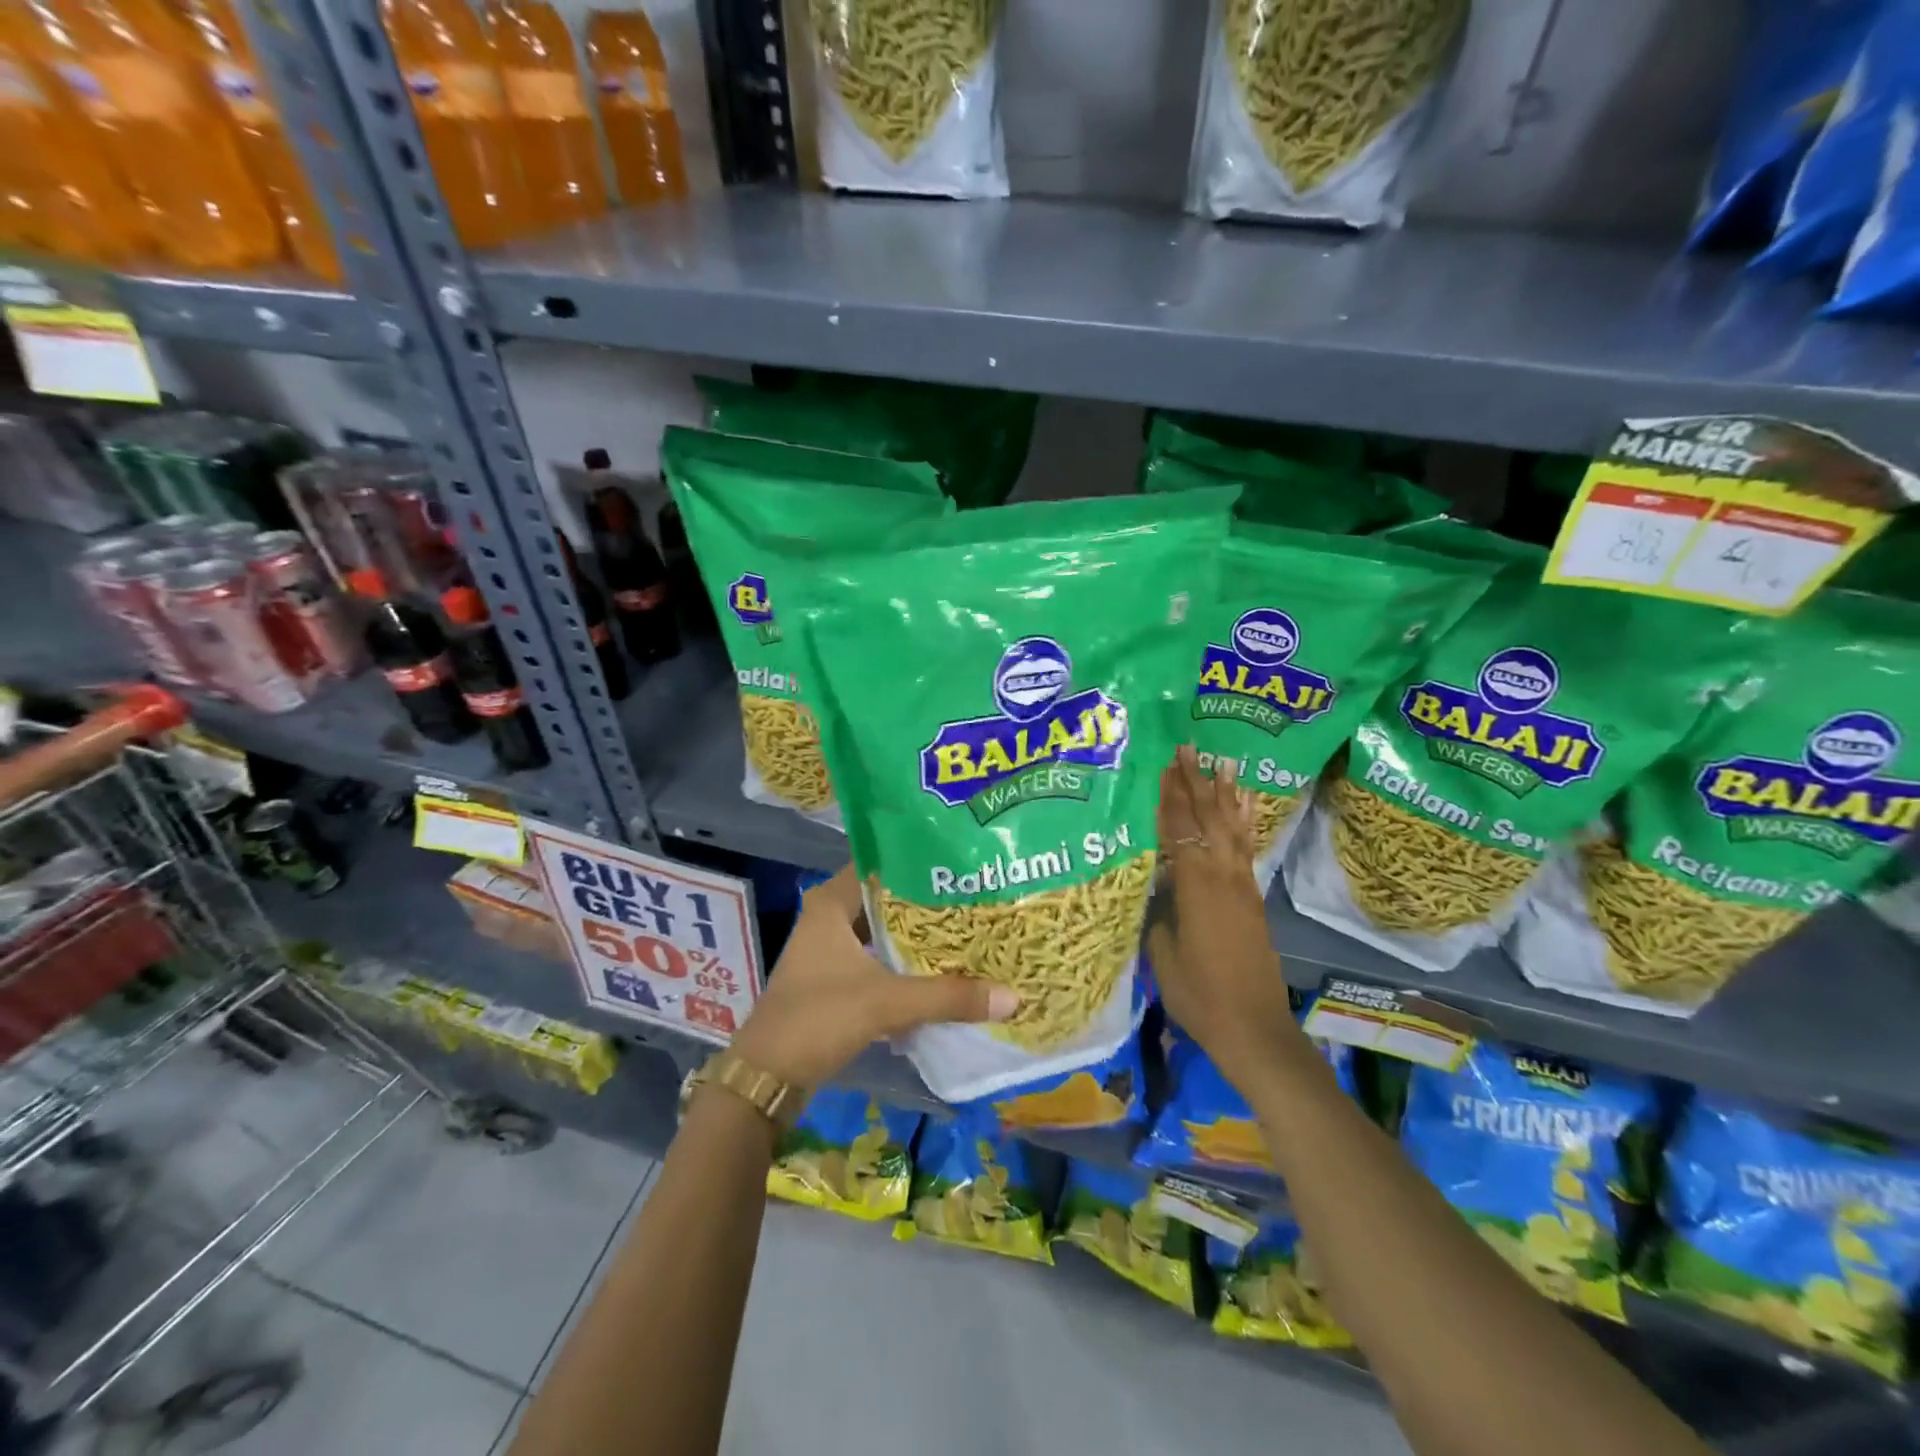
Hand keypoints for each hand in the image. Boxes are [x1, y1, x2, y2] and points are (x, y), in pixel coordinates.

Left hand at [730, 865, 1016, 1088]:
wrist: (767, 1077)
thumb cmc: (819, 1018)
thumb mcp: (887, 1002)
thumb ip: (948, 996)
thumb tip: (1012, 996)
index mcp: (831, 903)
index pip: (881, 865)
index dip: (919, 864)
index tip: (961, 866)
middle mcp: (828, 917)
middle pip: (886, 900)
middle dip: (926, 903)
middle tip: (973, 899)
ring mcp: (829, 950)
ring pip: (882, 932)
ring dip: (915, 937)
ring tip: (965, 931)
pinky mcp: (833, 979)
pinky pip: (877, 959)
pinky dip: (903, 963)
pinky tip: (939, 970)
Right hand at [1153, 746, 1301, 1092]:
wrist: (1254, 1030)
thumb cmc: (1199, 995)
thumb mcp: (1162, 953)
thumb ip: (1158, 911)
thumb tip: (1155, 883)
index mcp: (1196, 887)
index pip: (1179, 831)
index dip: (1169, 797)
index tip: (1162, 765)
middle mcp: (1223, 878)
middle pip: (1207, 820)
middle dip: (1195, 783)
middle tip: (1187, 748)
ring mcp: (1242, 887)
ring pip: (1231, 830)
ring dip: (1223, 795)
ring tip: (1221, 763)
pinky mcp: (1252, 900)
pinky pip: (1246, 851)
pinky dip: (1245, 824)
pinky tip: (1245, 808)